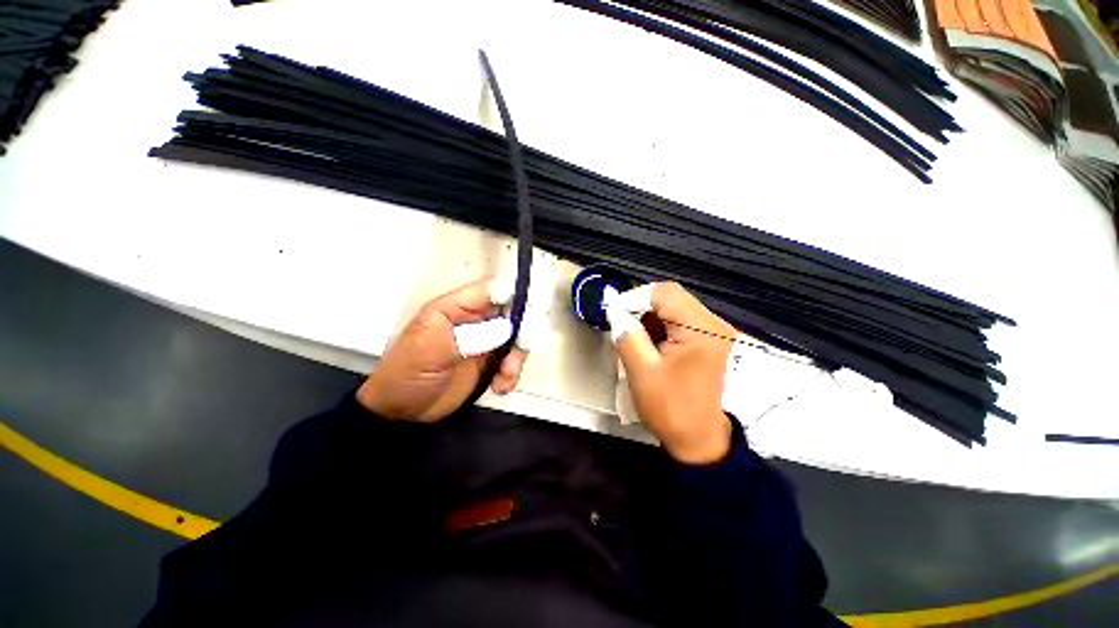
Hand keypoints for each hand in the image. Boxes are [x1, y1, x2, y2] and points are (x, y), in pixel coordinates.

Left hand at [356, 279, 527, 422]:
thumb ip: (470, 336)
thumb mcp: (431, 349)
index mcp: (455, 308)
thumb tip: (508, 327)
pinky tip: (500, 387)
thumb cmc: (407, 373)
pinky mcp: (489, 364)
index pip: (490, 291)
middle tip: (515, 355)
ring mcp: (484, 342)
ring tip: (504, 376)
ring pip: (515, 340)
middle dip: (519, 334)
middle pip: (511, 315)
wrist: (400, 412)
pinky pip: (511, 362)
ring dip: (516, 358)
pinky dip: (511, 374)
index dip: (512, 297)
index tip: (528, 315)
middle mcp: (474, 321)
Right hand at [607, 282, 734, 463]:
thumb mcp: (642, 371)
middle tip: (623, 327)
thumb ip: (627, 335)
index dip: (634, 298)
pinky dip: (662, 327)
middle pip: (671, 298)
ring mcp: (716, 332)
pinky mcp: (712, 341)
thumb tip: (615, 311)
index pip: (663, 293)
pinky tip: (652, 345)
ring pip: (675, 308)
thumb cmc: (672, 409)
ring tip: (636, 338)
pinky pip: (682, 322)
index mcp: (701, 329)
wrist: (703, 442)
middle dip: (642, 308)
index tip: (614, 313)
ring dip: (651, 318)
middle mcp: (714, 324)